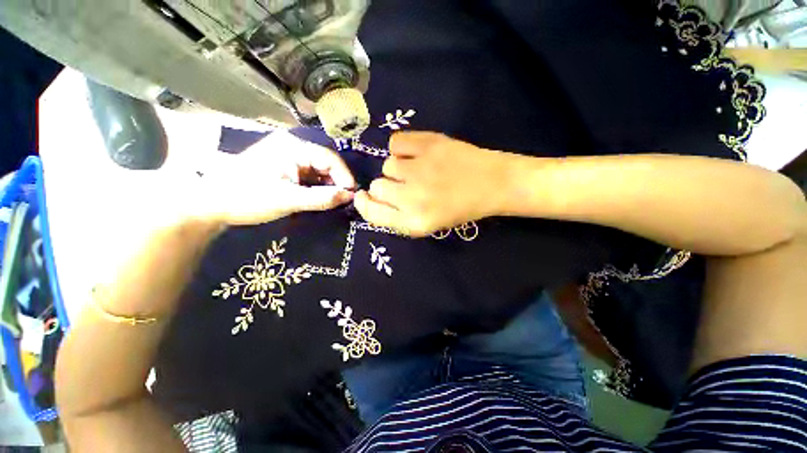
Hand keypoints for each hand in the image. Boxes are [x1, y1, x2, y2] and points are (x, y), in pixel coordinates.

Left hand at [187, 131, 355, 225]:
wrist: (212, 204)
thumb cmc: (248, 198)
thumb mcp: (288, 200)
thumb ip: (322, 198)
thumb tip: (350, 197)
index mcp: (293, 147)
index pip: (330, 158)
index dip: (344, 176)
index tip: (352, 195)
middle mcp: (293, 147)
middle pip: (326, 163)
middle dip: (337, 182)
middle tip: (344, 201)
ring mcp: (289, 157)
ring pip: (320, 171)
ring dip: (329, 186)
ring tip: (334, 201)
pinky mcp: (286, 168)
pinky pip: (310, 176)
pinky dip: (318, 187)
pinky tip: (320, 198)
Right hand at [354, 132, 513, 236]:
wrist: (493, 184)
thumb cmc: (461, 208)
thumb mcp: (427, 224)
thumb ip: (398, 216)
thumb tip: (372, 199)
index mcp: (414, 222)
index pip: (372, 213)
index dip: (365, 205)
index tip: (364, 197)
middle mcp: (413, 198)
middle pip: (377, 186)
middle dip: (387, 186)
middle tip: (406, 185)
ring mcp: (420, 169)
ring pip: (387, 164)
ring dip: (398, 168)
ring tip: (418, 169)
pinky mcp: (429, 144)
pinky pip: (396, 142)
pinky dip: (402, 147)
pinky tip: (417, 153)